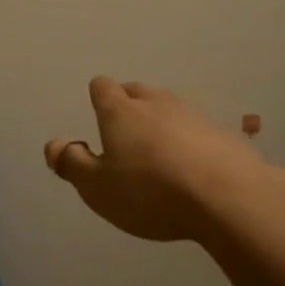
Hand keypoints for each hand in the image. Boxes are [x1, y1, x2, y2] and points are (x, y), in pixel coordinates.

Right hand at [44, 77, 275, 243]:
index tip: (98, 121)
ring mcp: (194, 115)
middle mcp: (156, 103)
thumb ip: (72, 163)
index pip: (102, 86)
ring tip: (160, 156)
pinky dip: (191, 143)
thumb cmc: (151, 192)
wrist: (230, 198)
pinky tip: (195, 170)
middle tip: (125, 138)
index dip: (97, 99)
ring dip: (161, 124)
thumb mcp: (97, 188)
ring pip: (169, 108)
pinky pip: (198, 130)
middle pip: (137, 91)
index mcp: (120, 111)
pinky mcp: (224, 134)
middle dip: (128, 107)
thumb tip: (54, 144)